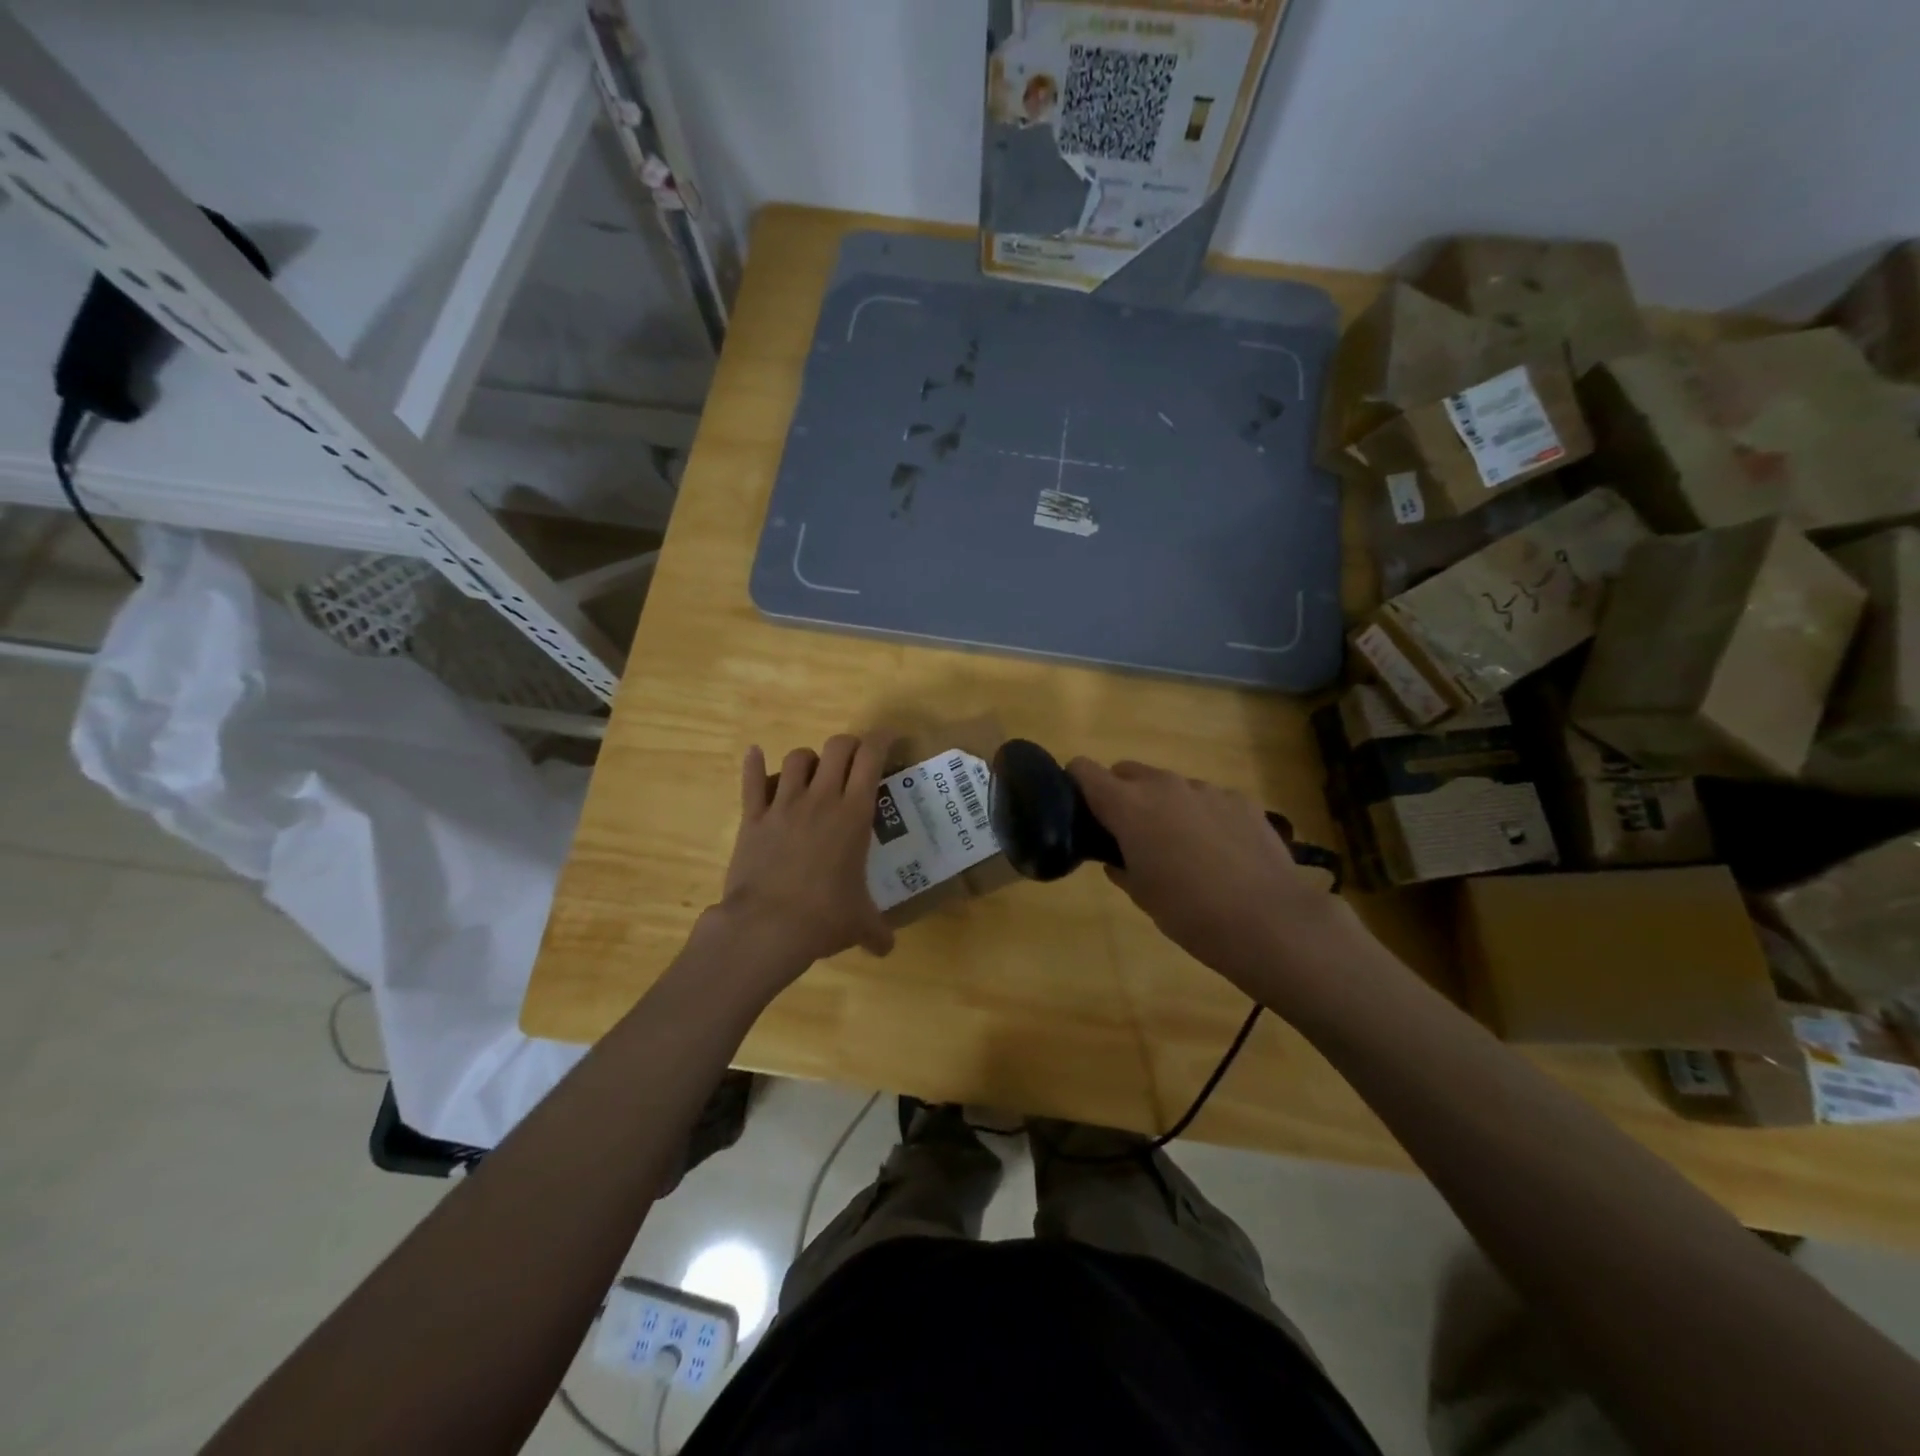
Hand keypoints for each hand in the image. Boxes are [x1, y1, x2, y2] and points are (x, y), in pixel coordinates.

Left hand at [716, 732, 895, 976]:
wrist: (767, 927)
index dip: (882, 740)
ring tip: (813, 773)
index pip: (871, 757)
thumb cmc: (823, 918)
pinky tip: (754, 754)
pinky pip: (751, 781)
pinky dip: (753, 764)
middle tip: (855, 760)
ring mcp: (783, 804)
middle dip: (849, 746)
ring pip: (797, 758)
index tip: (890, 739)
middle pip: (837, 747)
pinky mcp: (753, 818)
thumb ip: (876, 931)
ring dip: (809, 760)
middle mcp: (821, 799)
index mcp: (853, 814)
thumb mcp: (859, 924)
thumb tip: (887, 948)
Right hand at [1068, 758, 1349, 997]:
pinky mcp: (1242, 801)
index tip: (1079, 809)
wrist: (1270, 922)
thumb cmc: (1190, 914)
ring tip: (1182, 849)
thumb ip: (1122, 866)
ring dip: (1164, 806)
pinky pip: (1208, 800)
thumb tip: (1118, 859)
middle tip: (1129, 835)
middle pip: (1127, 771)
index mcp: (1129, 806)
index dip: (1076, 784)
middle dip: (1120, 794)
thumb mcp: (1142, 895)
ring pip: (1170, 786)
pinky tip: (1220, 853)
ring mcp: (1207, 790)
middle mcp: (1165, 786)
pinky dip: (1203, 817)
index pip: (1085, 770)